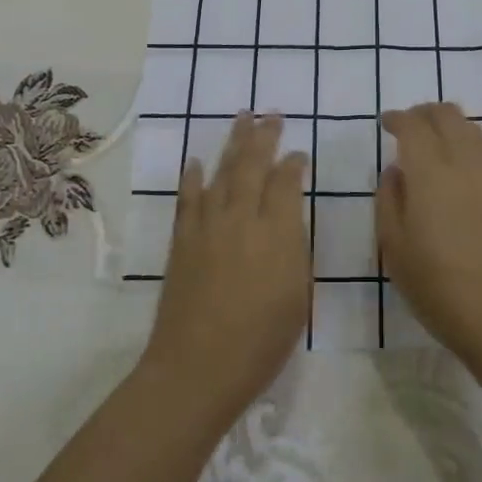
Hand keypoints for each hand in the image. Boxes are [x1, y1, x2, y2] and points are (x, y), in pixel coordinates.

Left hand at [141, 114, 309, 424]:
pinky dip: (193, 176)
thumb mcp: (297, 295)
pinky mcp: (182, 240)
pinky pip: (188, 198)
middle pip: (252, 165)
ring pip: (221, 172)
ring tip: (241, 119)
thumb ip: (294, 248)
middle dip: (264, 137)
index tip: (299, 155)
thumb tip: (287, 217)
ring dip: (232, 143)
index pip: (286, 182)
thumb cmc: (260, 341)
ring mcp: (207, 226)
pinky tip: (197, 161)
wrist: (197, 368)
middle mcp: (240, 218)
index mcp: (276, 232)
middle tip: (270, 114)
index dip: (293, 164)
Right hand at [378, 102, 481, 368]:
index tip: (386, 123)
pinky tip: (459, 168)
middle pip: (448, 114)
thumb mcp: (393, 247)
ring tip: (434, 142)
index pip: (414, 125)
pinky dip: (468, 144)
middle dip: (425, 112)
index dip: (398, 118)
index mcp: (430, 174)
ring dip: (449, 124)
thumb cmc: (436, 286)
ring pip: (472, 128)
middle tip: (409, 126)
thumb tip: (395, 170)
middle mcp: (465, 163)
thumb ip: (389, 199)